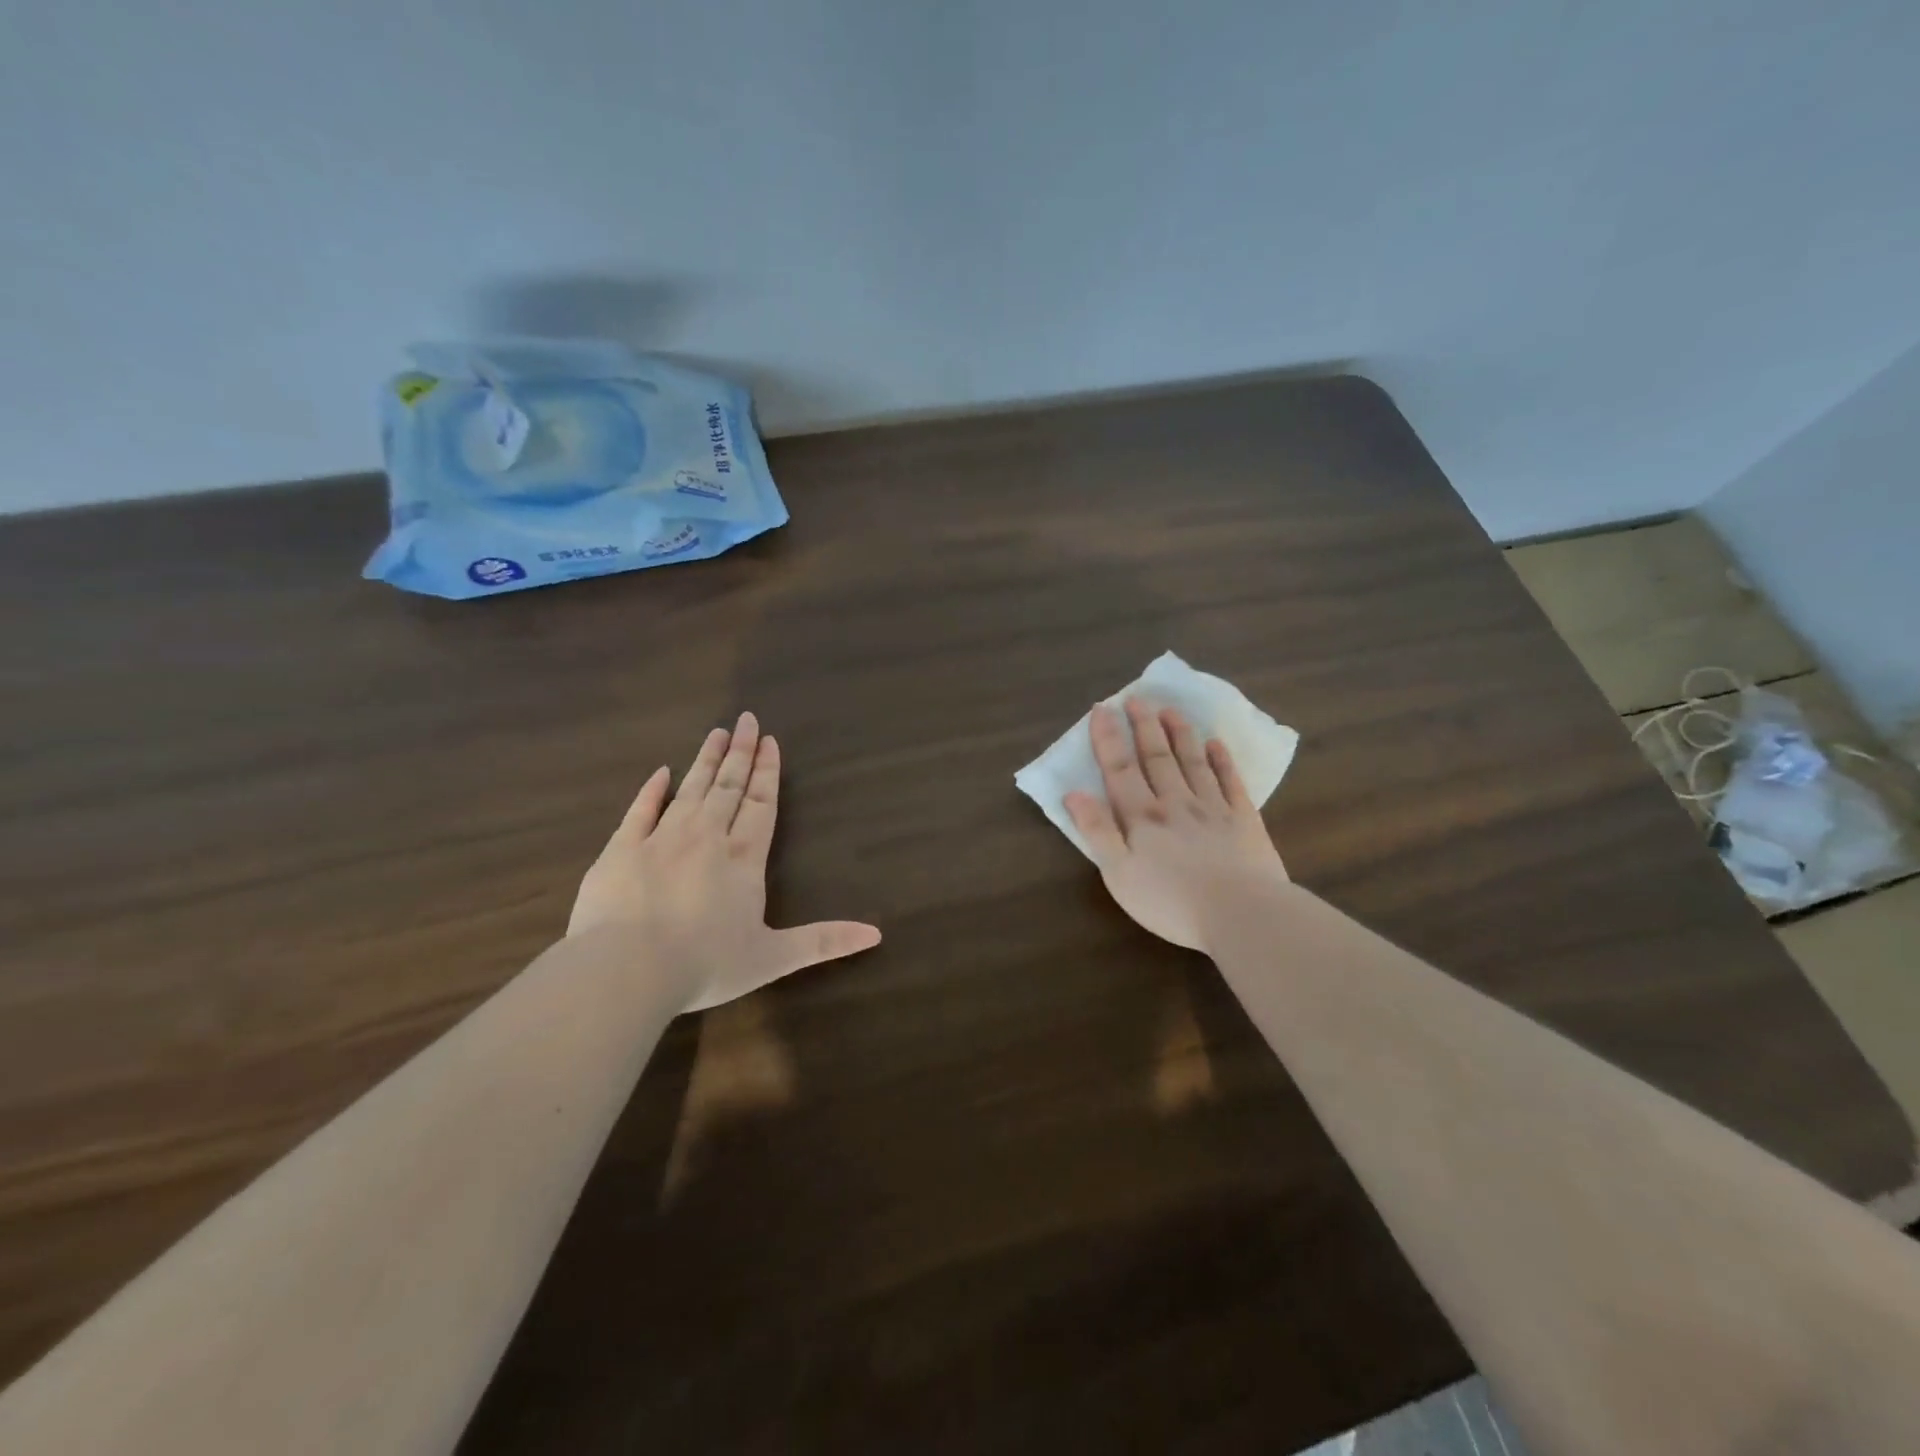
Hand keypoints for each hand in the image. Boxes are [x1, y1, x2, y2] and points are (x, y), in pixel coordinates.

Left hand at [568, 712, 880, 1011]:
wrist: (627, 969)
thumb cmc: (705, 964)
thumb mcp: (773, 958)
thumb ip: (823, 942)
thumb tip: (876, 934)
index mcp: (743, 859)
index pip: (761, 805)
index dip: (767, 773)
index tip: (770, 741)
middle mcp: (706, 838)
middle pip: (729, 787)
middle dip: (741, 753)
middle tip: (747, 720)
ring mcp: (661, 839)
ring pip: (690, 789)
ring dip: (706, 761)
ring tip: (717, 733)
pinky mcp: (621, 849)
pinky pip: (640, 810)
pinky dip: (652, 790)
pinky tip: (662, 772)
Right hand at [1064, 700, 1287, 951]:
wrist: (1241, 914)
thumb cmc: (1170, 901)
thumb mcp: (1118, 873)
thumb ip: (1096, 831)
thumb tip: (1073, 793)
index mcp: (1142, 817)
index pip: (1119, 770)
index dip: (1108, 739)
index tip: (1102, 709)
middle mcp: (1175, 803)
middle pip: (1157, 758)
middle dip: (1144, 726)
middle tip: (1137, 698)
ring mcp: (1213, 809)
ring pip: (1193, 762)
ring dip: (1180, 734)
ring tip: (1170, 710)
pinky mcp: (1245, 821)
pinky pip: (1231, 782)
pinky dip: (1223, 761)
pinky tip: (1216, 745)